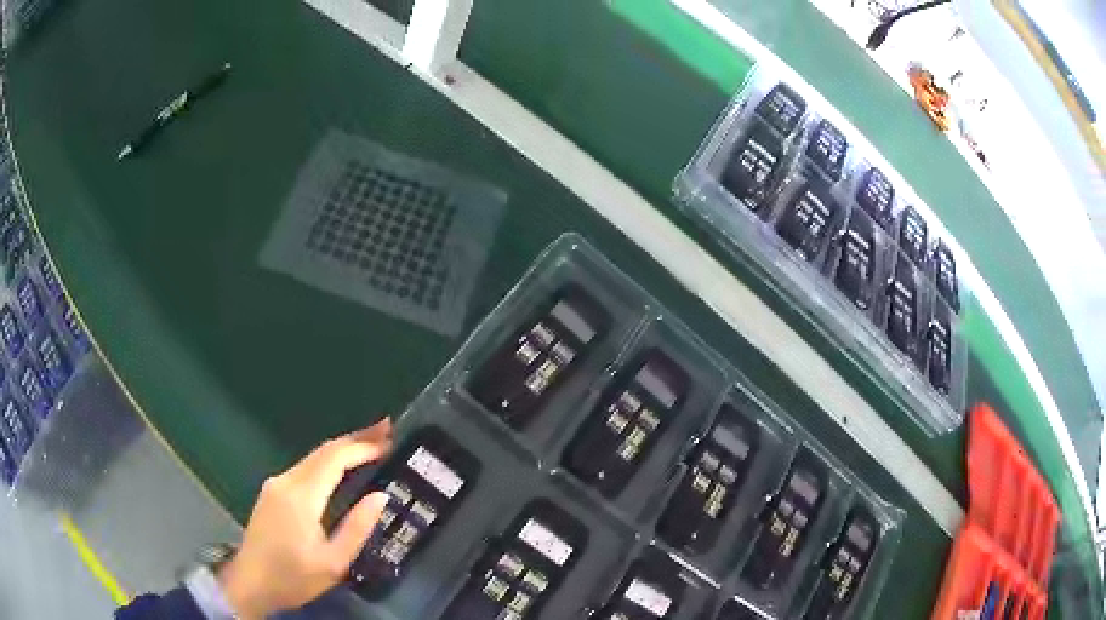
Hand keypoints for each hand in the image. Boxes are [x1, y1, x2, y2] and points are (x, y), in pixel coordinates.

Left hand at [218, 419, 394, 618]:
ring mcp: (276, 484)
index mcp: (301, 496)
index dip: (363, 446)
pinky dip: (327, 462)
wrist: (251, 584)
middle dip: (355, 438)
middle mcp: (286, 481)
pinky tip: (341, 468)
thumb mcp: (334, 563)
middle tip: (386, 430)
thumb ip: (357, 527)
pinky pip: (305, 469)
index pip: (334, 458)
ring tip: (371, 445)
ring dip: (342, 449)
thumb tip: (380, 496)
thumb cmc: (294, 578)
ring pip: (313, 458)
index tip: (389, 439)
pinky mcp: (272, 492)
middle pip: (323, 451)